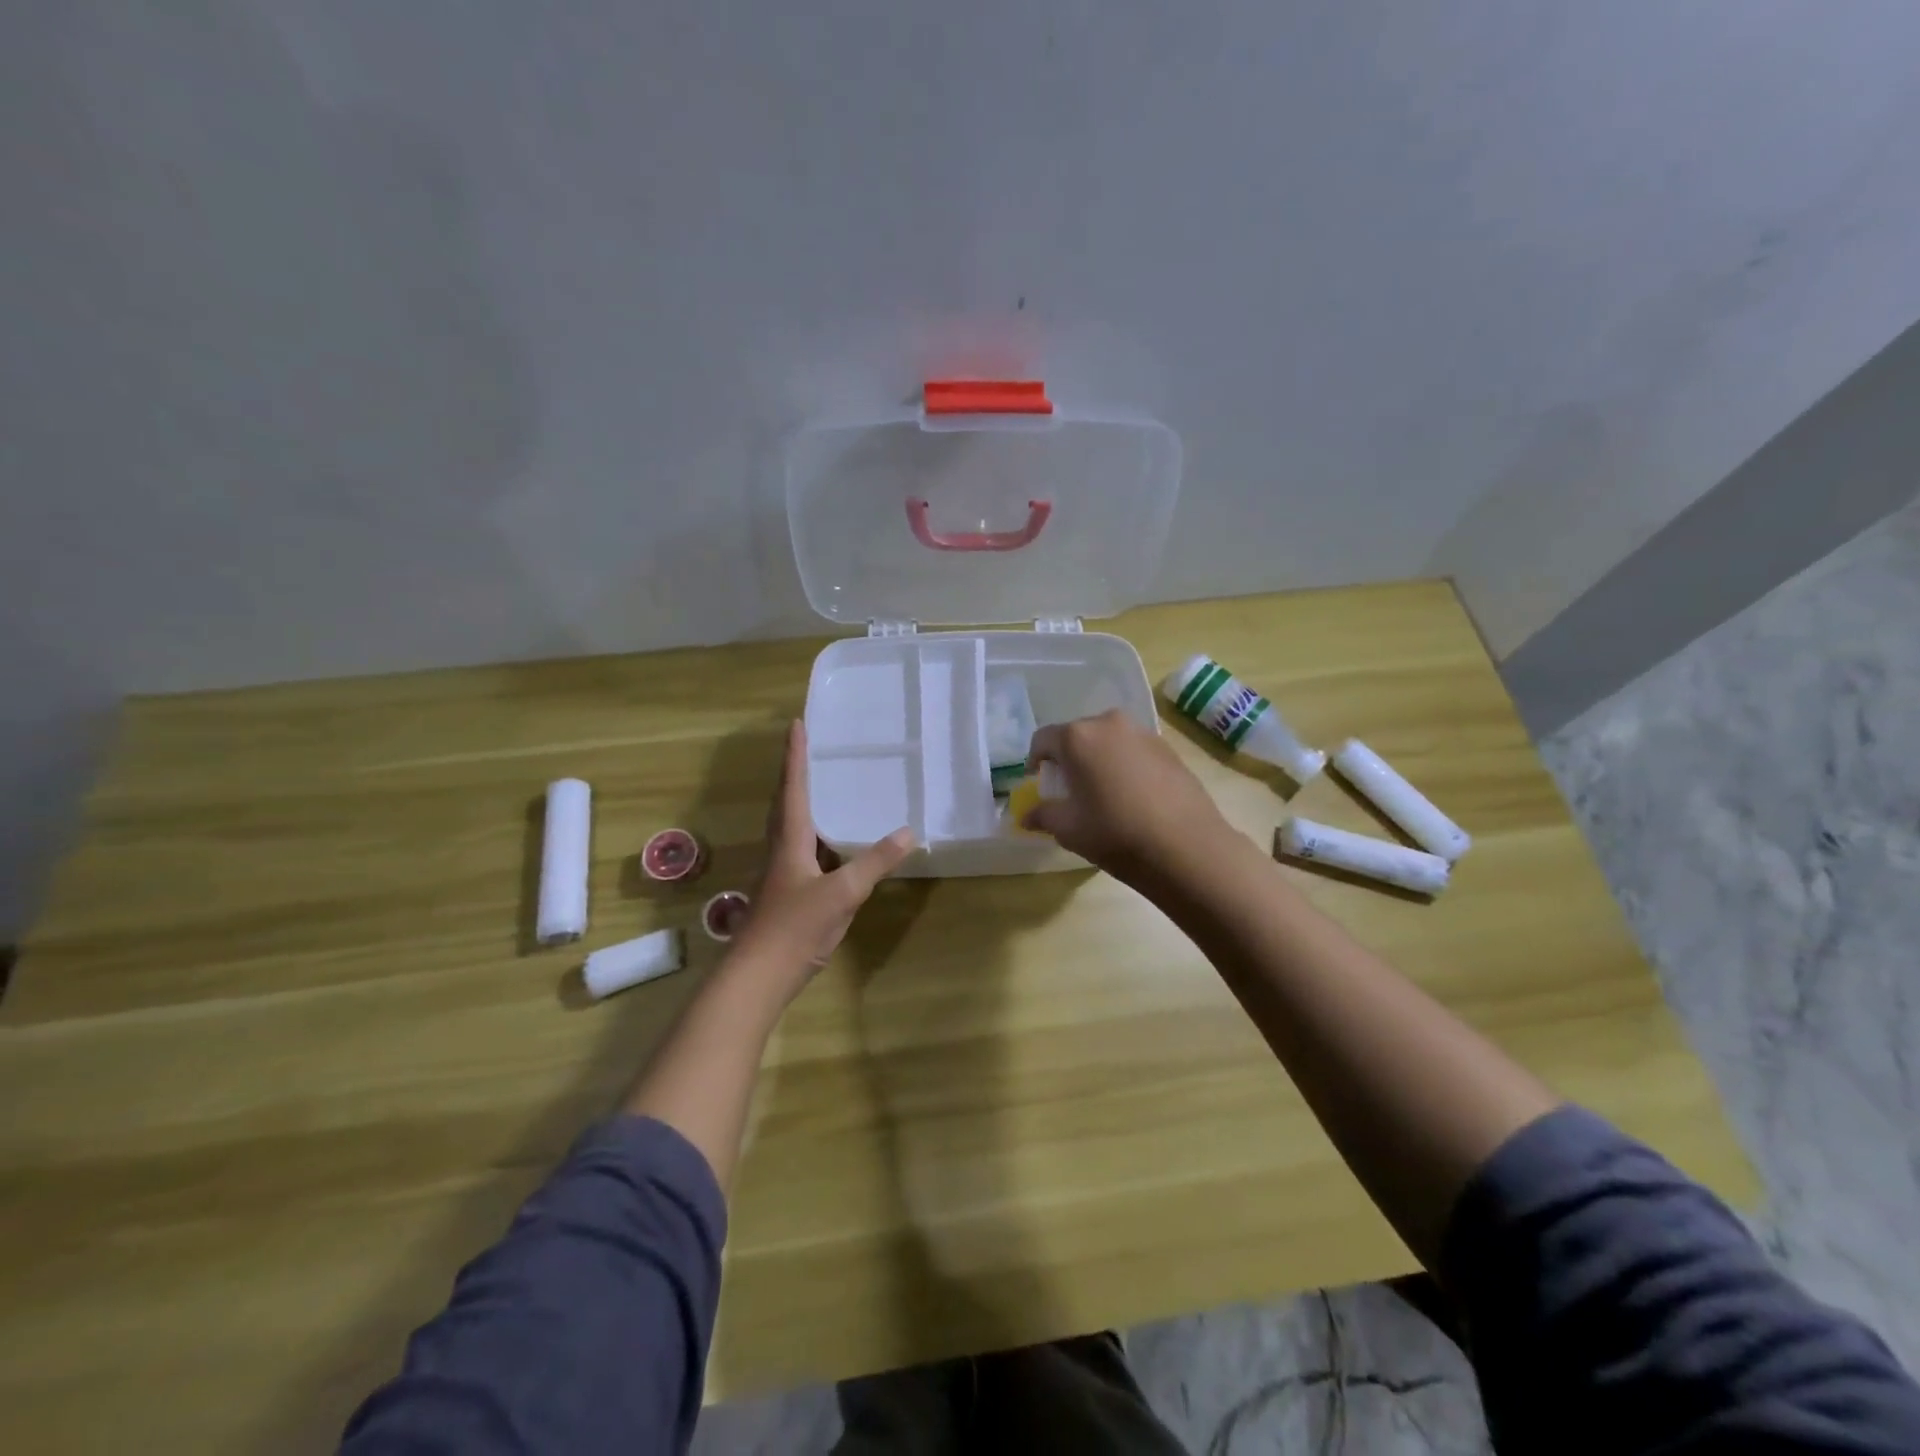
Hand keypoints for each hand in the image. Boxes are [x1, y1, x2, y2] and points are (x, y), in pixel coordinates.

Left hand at [731, 720, 914, 989]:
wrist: (759, 975)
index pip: (792, 787)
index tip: (797, 724)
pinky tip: (836, 843)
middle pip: (786, 801)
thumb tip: (909, 832)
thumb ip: (875, 862)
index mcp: (790, 839)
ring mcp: (783, 872)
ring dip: (804, 801)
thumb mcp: (842, 892)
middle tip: (810, 748)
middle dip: (796, 772)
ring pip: (793, 826)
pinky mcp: (789, 892)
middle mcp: (782, 848)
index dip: (795, 755)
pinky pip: (804, 849)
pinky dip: (819, 835)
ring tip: (826, 785)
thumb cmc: (795, 926)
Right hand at [1022, 710, 1231, 882]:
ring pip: (1108, 740)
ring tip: (1103, 792)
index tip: (1039, 782)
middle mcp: (1109, 724)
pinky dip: (1124, 765)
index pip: (1043, 739)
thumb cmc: (1116, 833)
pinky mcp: (1168, 748)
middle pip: (1077, 735)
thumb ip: (1043, 815)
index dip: (1035, 761)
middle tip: (1070, 790)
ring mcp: (1142, 733)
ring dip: (1098, 759)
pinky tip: (1133, 796)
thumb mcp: (1069, 829)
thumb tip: (1026, 816)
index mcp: (1077, 737)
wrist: (1186, 847)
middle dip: (1069, 759)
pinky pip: (1133, 750)